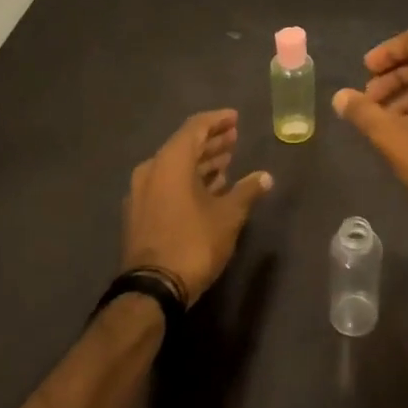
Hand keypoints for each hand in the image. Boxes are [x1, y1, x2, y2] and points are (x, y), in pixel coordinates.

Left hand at [121, 110, 272, 303]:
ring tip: (227, 161)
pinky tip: (210, 188)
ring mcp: (142, 193)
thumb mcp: (228, 216)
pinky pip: (168, 185)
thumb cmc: (193, 243)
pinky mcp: (141, 214)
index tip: (235, 118)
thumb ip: (247, 191)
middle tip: (235, 138)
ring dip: (201, 162)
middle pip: (184, 146)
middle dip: (211, 141)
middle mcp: (151, 170)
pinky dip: (188, 181)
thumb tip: (266, 177)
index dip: (217, 121)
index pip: (195, 128)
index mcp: (170, 162)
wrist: (152, 290)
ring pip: (175, 167)